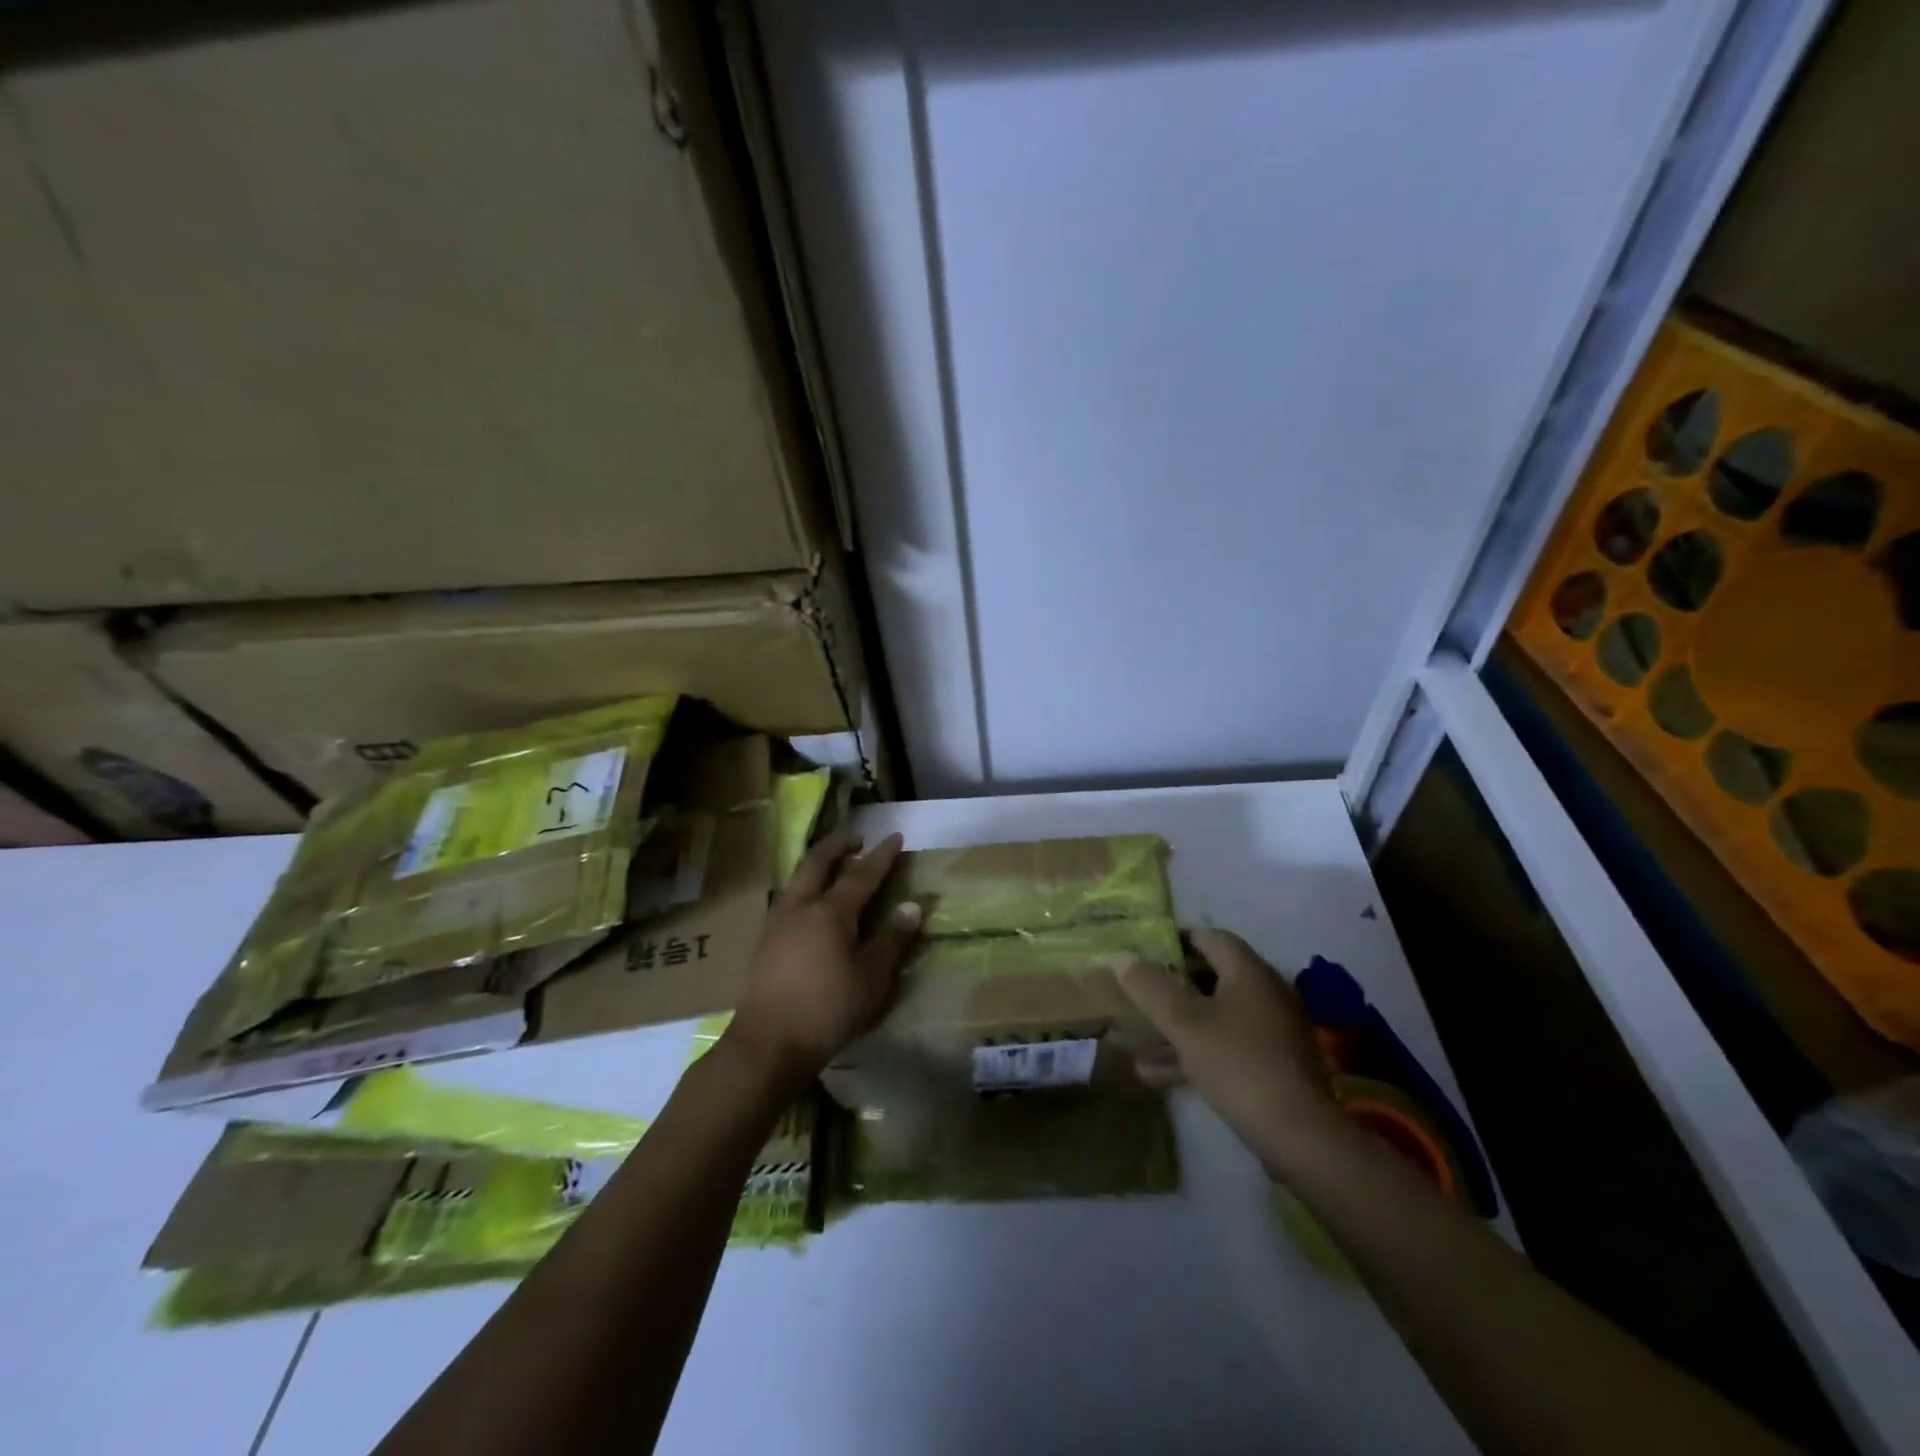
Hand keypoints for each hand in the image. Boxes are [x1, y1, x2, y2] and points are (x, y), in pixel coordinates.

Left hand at [724, 829, 921, 1087]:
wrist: (768, 1043)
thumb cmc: (828, 1009)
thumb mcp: (872, 978)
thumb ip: (892, 939)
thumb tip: (913, 905)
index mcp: (831, 911)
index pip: (862, 874)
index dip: (881, 855)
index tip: (896, 836)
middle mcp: (801, 906)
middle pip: (817, 862)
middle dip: (838, 844)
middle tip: (857, 836)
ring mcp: (777, 922)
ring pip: (797, 878)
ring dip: (818, 863)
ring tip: (833, 864)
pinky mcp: (764, 941)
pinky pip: (788, 897)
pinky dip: (804, 886)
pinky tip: (809, 902)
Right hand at [1118, 929, 1347, 1171]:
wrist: (1300, 1136)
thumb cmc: (1238, 1064)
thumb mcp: (1184, 1023)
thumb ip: (1151, 987)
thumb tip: (1123, 958)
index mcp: (1250, 972)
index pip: (1210, 937)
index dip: (1176, 939)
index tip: (1144, 952)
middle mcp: (1266, 993)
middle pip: (1213, 976)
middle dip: (1173, 985)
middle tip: (1139, 992)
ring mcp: (1273, 1030)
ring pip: (1217, 1016)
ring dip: (1179, 1025)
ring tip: (1137, 1042)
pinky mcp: (1275, 1064)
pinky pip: (1228, 1045)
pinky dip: (1196, 1052)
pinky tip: (1156, 1075)